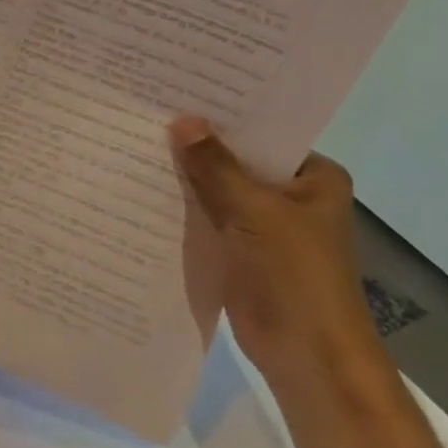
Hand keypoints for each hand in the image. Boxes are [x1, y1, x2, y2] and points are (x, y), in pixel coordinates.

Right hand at [168, 115, 383, 388]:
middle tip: (147, 114)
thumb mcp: (254, 212)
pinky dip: (181, 208)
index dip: (223, 116)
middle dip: (197, 146)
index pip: (263, 133)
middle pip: (236, 160)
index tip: (179, 94)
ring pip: (217, 189)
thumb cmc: (295, 275)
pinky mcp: (237, 249)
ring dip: (185, 177)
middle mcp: (290, 195)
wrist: (305, 354)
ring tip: (135, 143)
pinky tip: (142, 188)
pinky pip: (205, 218)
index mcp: (313, 178)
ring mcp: (263, 224)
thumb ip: (215, 167)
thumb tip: (182, 121)